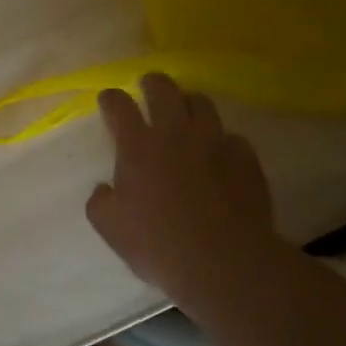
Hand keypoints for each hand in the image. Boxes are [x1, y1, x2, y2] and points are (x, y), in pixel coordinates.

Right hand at [85, 73, 278, 304]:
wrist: (225, 262)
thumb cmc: (159, 244)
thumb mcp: (110, 228)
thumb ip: (100, 201)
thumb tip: (105, 188)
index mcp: (137, 146)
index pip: (118, 105)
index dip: (111, 98)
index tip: (109, 101)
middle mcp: (174, 133)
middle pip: (163, 88)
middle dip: (152, 83)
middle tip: (148, 87)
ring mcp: (213, 142)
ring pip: (201, 103)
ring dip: (189, 104)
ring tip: (186, 113)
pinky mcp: (245, 158)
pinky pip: (233, 137)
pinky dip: (223, 141)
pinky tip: (221, 155)